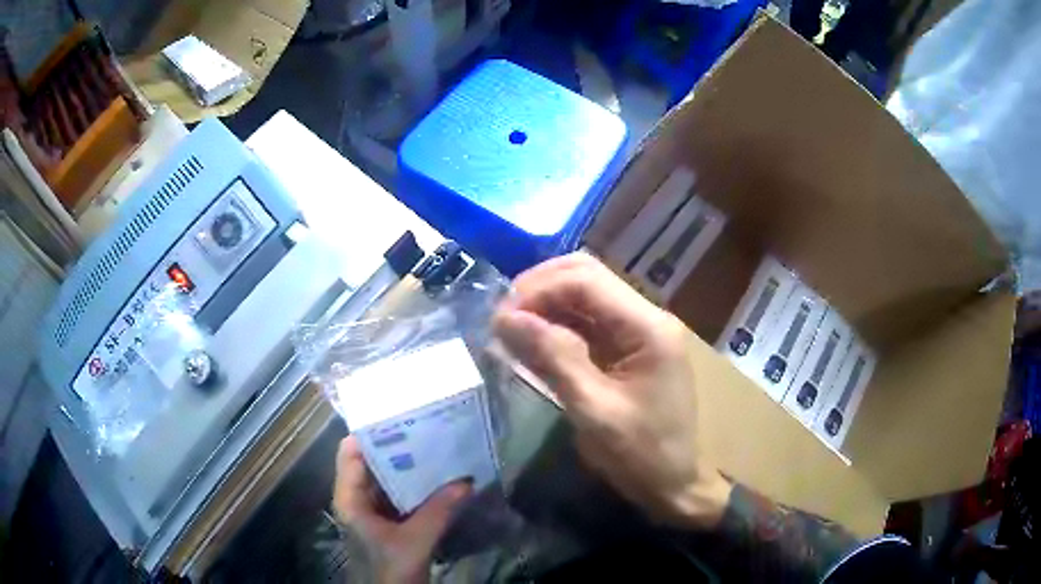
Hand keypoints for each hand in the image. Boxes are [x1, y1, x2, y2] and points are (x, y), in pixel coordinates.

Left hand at [333, 437, 471, 583]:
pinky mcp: (388, 521)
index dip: (371, 432)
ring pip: (387, 478)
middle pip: (371, 461)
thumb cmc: (390, 570)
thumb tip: (466, 481)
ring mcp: (372, 510)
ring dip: (409, 466)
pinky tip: (438, 478)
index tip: (400, 415)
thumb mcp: (414, 541)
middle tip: (427, 427)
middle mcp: (357, 498)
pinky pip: (400, 495)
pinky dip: (416, 486)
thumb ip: (438, 511)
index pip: (351, 451)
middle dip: (397, 445)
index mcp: (350, 498)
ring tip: (436, 446)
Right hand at [493, 253, 730, 528]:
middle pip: (587, 277)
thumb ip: (554, 358)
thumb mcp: (594, 411)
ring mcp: (640, 331)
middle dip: (541, 290)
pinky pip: (589, 323)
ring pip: (586, 296)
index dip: (538, 290)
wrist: (674, 485)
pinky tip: (533, 342)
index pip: (586, 281)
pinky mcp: (629, 349)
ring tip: (511, 329)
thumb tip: (506, 318)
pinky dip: (558, 327)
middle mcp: (647, 317)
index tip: (500, 317)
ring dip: (547, 306)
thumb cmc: (641, 455)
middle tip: (504, 318)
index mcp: (648, 327)